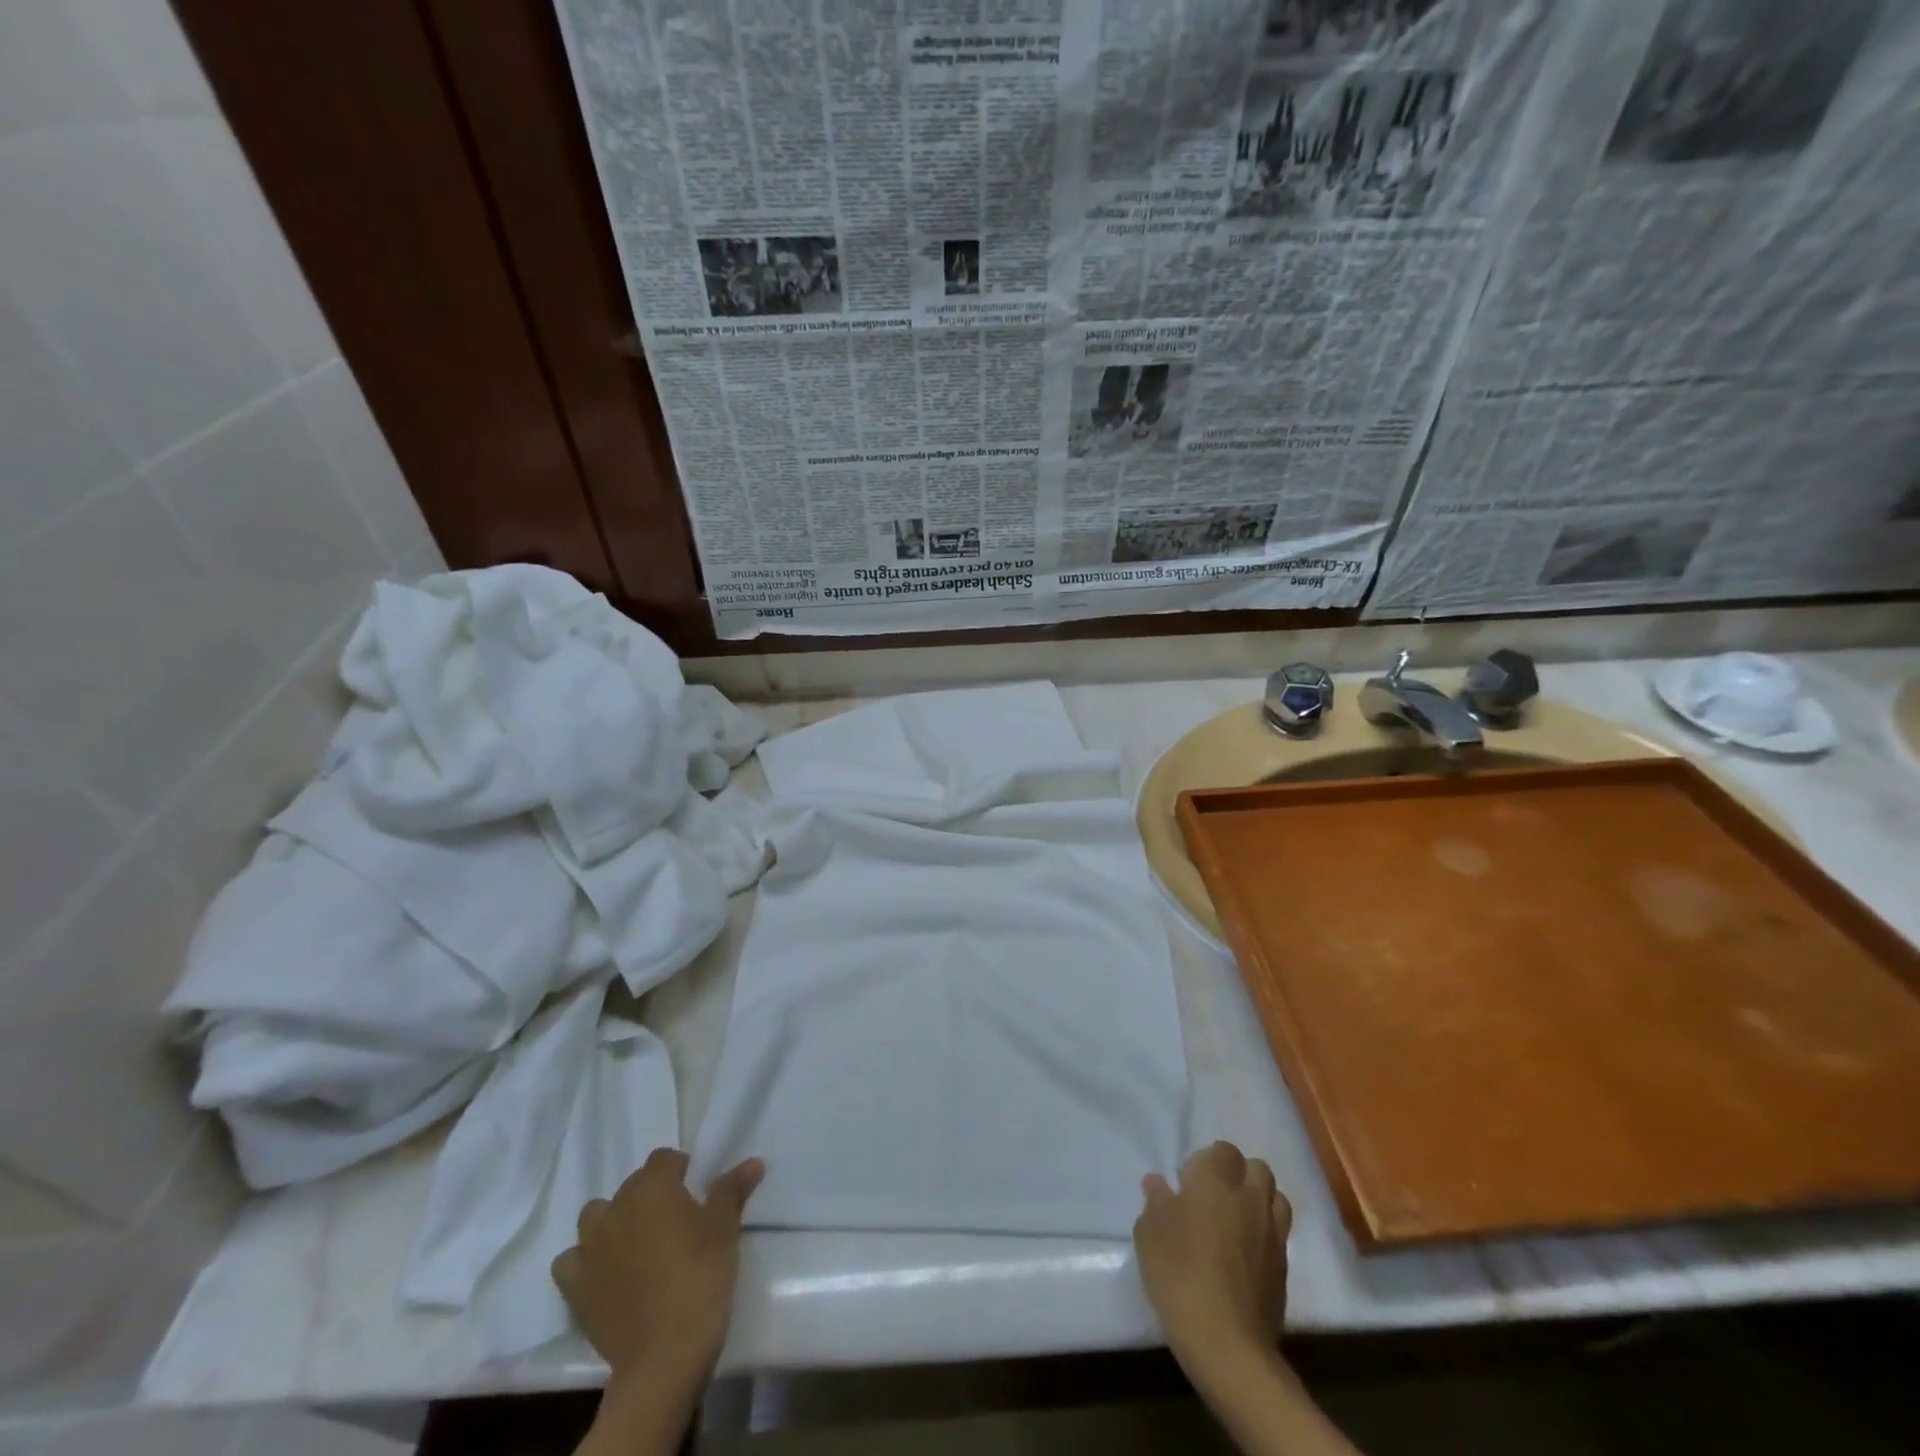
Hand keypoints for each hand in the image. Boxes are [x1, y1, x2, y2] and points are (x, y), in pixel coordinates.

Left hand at [552, 1147, 764, 1387]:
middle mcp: (616, 1207)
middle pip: (632, 1185)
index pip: (663, 1158)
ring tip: (636, 1243)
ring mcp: (590, 1248)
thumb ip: (732, 1189)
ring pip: (595, 1216)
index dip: (678, 1169)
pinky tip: (604, 1271)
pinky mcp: (574, 1287)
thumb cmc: (701, 1277)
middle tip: (673, 1221)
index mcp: (653, 1186)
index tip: (693, 1190)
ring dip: (613, 1221)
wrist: (664, 1353)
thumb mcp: (725, 1228)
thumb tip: (753, 1162)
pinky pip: (571, 1260)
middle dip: (650, 1195)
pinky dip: (584, 1260)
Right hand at [1133, 1142, 1291, 1381]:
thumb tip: (1158, 1183)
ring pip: (1275, 1196)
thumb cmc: (1179, 1275)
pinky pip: (1279, 1233)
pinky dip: (1266, 1233)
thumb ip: (1155, 1201)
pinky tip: (1246, 1253)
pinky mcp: (1285, 1266)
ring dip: (1258, 1200)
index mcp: (1216, 1180)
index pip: (1222, 1150)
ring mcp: (1273, 1232)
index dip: (1205, 1162)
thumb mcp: (1149, 1233)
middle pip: (1255, 1167)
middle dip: (1237, 1174)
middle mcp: (1249, 1196)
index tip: (1186, 1184)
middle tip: (1213, 1197)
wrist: (1227, 1343)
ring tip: (1236, 1220)